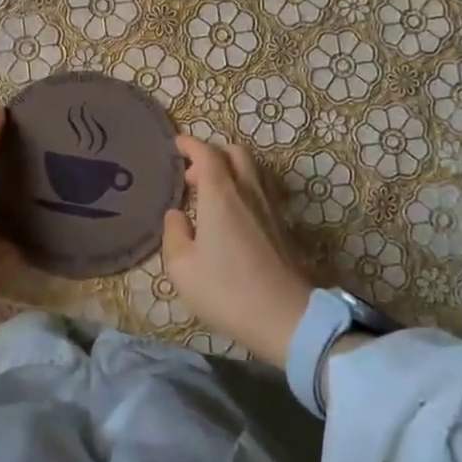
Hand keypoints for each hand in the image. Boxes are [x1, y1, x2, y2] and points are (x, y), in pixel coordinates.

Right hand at [161, 137, 313, 367]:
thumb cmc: (227, 290)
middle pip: (236, 153)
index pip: (206, 154)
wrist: (288, 318)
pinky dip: (243, 189)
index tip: (176, 144)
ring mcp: (270, 208)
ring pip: (253, 170)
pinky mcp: (283, 226)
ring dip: (231, 170)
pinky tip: (232, 216)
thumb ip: (174, 234)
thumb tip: (177, 215)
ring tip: (211, 194)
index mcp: (221, 194)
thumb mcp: (182, 268)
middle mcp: (248, 192)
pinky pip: (261, 191)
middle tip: (193, 174)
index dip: (190, 145)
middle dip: (213, 154)